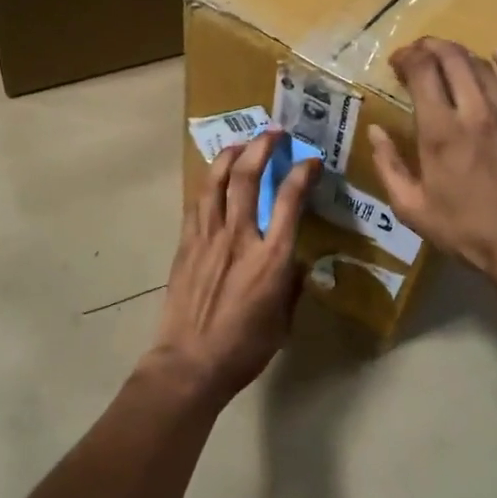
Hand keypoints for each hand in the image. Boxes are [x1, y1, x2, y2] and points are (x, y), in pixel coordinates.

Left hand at [148, 131, 318, 403]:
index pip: (289, 200)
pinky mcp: (186, 245)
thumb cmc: (244, 349)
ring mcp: (207, 238)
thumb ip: (292, 285)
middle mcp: (239, 237)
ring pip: (215, 181)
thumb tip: (296, 262)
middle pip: (247, 177)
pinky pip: (196, 203)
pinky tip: (213, 177)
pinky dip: (207, 183)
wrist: (190, 363)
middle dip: (262, 147)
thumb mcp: (283, 321)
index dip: (302, 173)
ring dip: (230, 155)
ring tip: (241, 143)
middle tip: (274, 134)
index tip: (311, 161)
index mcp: (271, 257)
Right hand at [368, 38, 496, 275]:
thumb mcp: (410, 207)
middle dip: (431, 47)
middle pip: (452, 58)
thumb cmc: (462, 229)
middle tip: (419, 54)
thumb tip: (375, 131)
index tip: (396, 62)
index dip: (407, 57)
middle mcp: (474, 111)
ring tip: (448, 59)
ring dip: (461, 55)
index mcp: (439, 130)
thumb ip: (388, 165)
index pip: (422, 70)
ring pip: (483, 65)